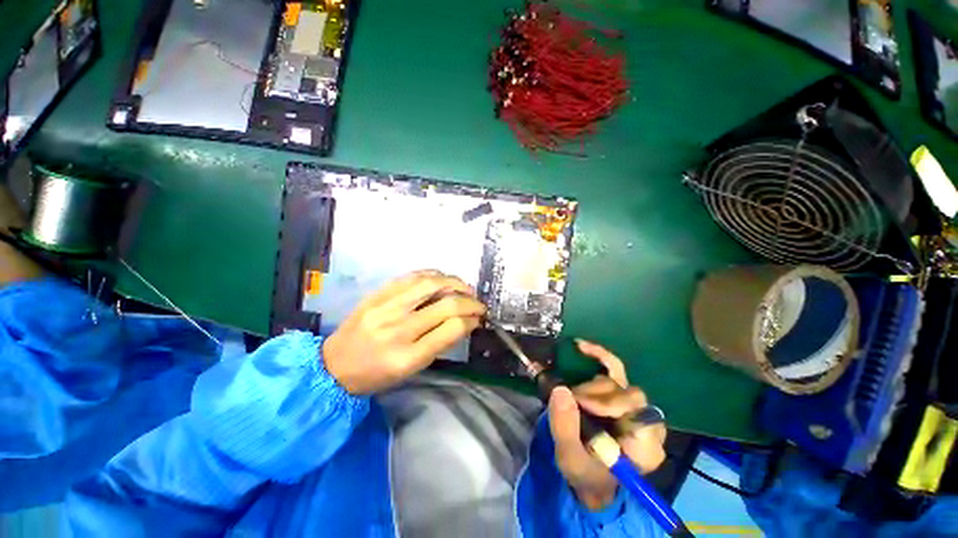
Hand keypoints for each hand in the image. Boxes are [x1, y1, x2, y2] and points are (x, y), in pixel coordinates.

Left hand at [323, 271, 486, 393]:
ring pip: (431, 283)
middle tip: (478, 303)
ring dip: (455, 282)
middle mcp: (398, 329)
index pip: (451, 329)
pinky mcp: (378, 293)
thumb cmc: (377, 374)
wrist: (334, 365)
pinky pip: (412, 276)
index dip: (472, 319)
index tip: (479, 318)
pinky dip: (433, 274)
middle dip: (470, 301)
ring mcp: (386, 307)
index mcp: (408, 356)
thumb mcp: (412, 369)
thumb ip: (440, 344)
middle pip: (446, 304)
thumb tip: (466, 321)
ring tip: (465, 287)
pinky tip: (443, 279)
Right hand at [548, 340, 666, 510]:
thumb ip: (565, 428)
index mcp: (646, 447)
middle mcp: (647, 423)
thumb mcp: (570, 458)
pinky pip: (614, 367)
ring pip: (615, 381)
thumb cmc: (585, 473)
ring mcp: (635, 406)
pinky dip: (598, 355)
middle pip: (626, 394)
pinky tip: (581, 346)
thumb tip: (561, 390)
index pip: (638, 412)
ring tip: (573, 400)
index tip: (581, 405)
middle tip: (573, 403)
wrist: (591, 476)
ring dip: (589, 387)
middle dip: (594, 396)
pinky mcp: (621, 394)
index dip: (608, 403)